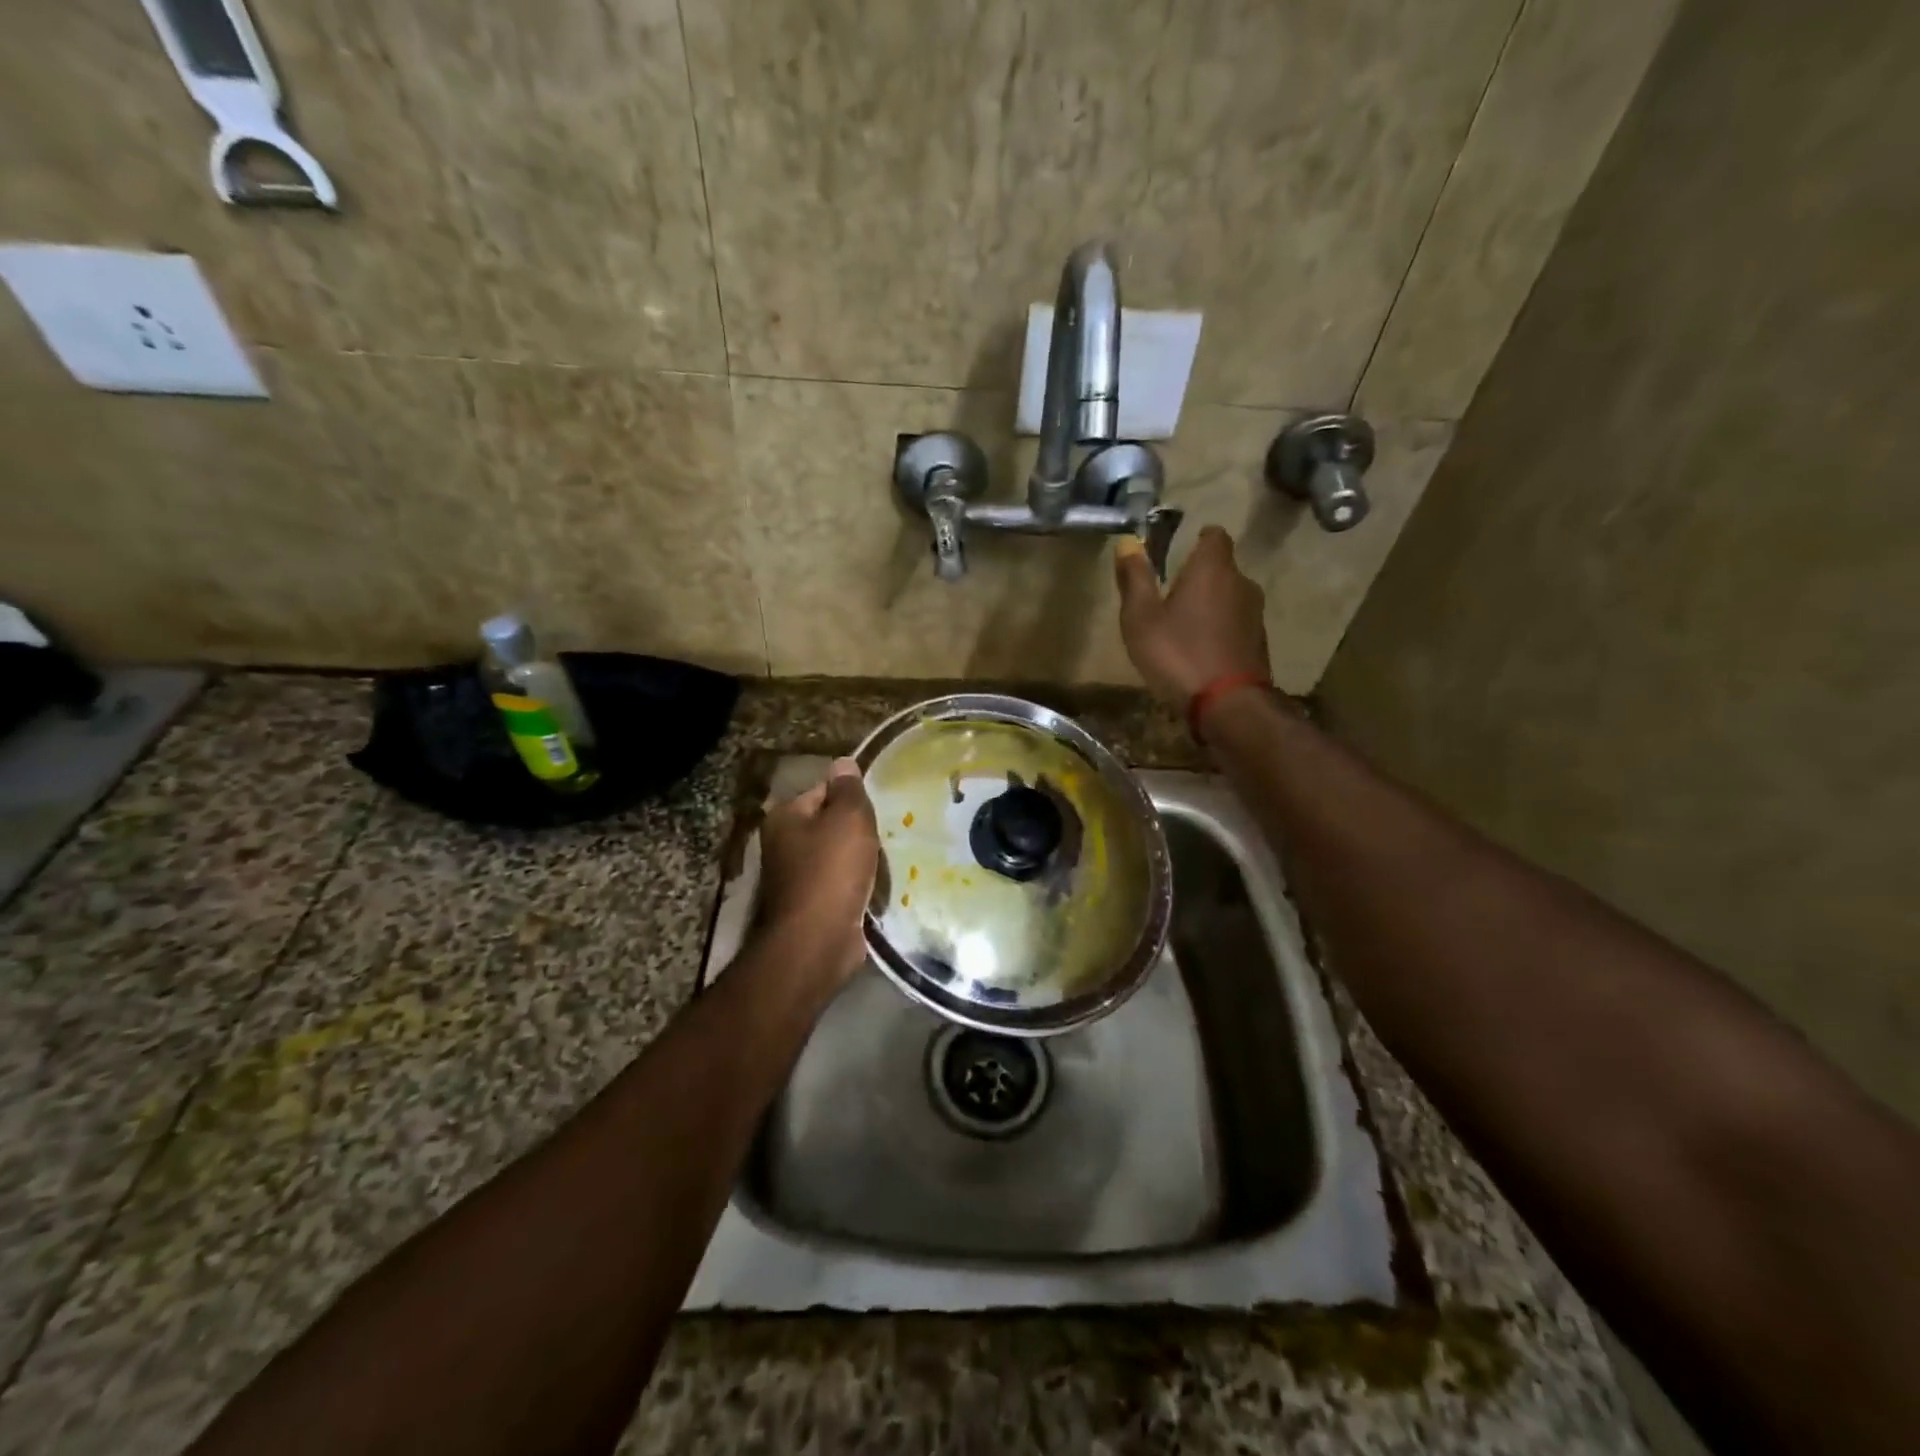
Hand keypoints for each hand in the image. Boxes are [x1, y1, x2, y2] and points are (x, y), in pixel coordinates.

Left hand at [757, 757, 879, 981]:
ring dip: (860, 860)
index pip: (823, 791)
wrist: (817, 941)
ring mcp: (794, 878)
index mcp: (785, 817)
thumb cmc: (831, 871)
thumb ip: (848, 789)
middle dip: (857, 831)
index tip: (877, 810)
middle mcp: (782, 844)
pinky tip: (875, 888)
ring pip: (836, 856)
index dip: (852, 798)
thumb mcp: (848, 819)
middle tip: (886, 834)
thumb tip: (843, 762)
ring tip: (886, 861)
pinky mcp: (810, 906)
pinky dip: (856, 885)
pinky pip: (839, 884)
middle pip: (829, 824)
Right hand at [1115, 527, 1270, 707]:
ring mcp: (1255, 614)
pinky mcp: (1259, 643)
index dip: (1199, 539)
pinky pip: (1235, 624)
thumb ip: (1134, 579)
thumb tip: (1128, 542)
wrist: (1228, 705)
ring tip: (1183, 626)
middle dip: (1200, 576)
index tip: (1179, 551)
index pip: (1214, 536)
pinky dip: (1219, 629)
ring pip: (1230, 597)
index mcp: (1212, 569)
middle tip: (1170, 594)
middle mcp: (1241, 583)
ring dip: (1210, 605)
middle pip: (1222, 568)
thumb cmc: (1178, 653)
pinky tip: (1199, 650)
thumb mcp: (1141, 618)